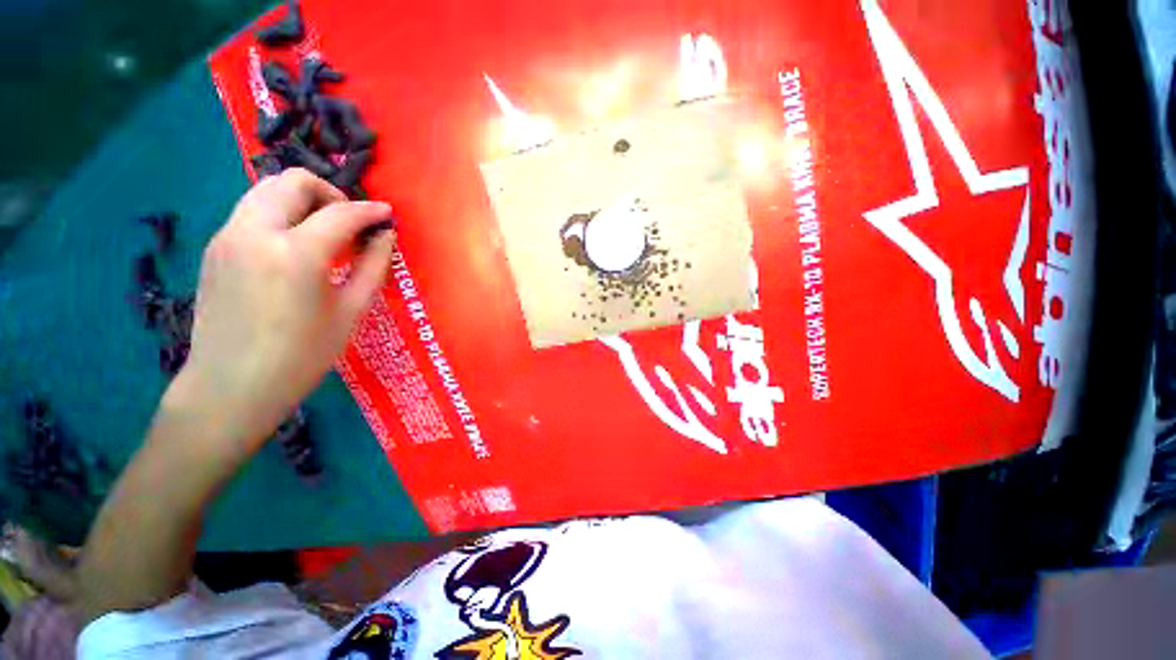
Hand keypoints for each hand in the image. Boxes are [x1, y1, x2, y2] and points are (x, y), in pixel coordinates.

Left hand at [175, 168, 394, 454]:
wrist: (232, 385)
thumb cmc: (302, 355)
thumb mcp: (351, 311)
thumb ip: (372, 267)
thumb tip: (386, 236)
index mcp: (295, 253)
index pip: (340, 213)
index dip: (369, 210)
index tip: (387, 214)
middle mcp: (255, 232)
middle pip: (293, 181)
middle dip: (330, 193)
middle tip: (350, 222)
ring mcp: (227, 236)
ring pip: (266, 190)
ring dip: (302, 200)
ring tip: (323, 232)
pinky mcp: (215, 247)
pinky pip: (251, 211)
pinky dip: (280, 214)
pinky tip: (294, 248)